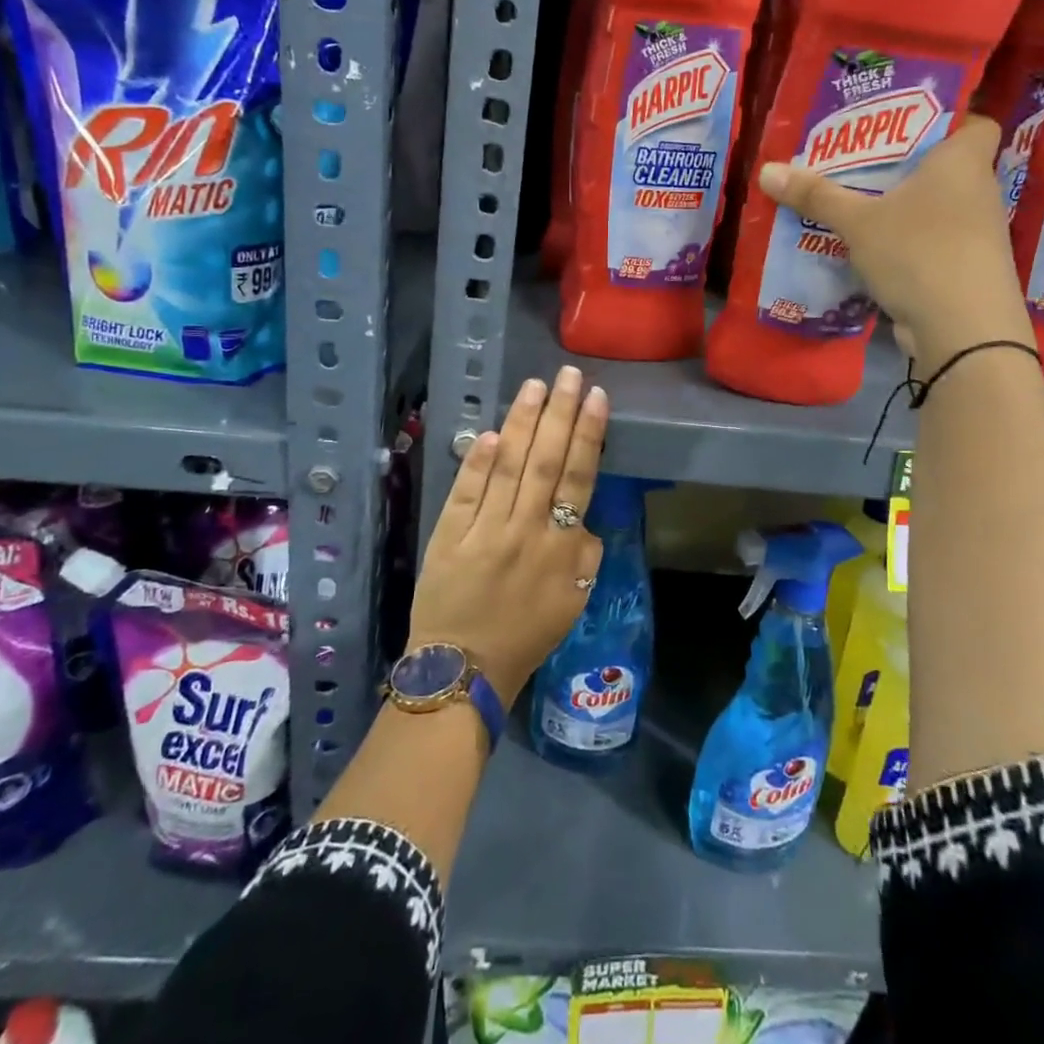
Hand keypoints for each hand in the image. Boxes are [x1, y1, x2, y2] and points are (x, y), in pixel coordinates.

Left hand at [409, 365, 609, 703]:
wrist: (464, 669)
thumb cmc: (525, 635)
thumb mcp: (573, 602)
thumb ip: (584, 556)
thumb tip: (582, 517)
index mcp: (560, 548)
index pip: (578, 478)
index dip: (587, 434)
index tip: (595, 397)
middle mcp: (524, 530)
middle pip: (545, 461)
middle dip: (559, 413)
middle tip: (568, 375)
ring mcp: (483, 530)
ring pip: (507, 467)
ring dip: (522, 423)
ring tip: (535, 386)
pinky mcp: (448, 534)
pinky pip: (466, 491)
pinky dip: (477, 461)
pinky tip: (489, 432)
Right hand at [757, 113, 1032, 365]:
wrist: (963, 330)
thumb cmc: (918, 252)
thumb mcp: (858, 222)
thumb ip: (816, 195)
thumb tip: (767, 170)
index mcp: (963, 162)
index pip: (974, 122)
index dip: (946, 118)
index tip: (903, 124)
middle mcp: (978, 192)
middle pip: (944, 166)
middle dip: (904, 165)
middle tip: (858, 162)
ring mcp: (976, 235)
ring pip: (935, 208)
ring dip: (901, 208)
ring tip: (855, 203)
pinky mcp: (965, 269)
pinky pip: (931, 241)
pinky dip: (905, 242)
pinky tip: (870, 248)